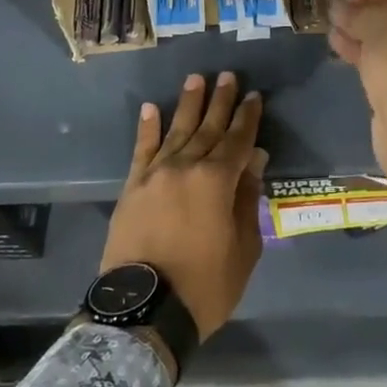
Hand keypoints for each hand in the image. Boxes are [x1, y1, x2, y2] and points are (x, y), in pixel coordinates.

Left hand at [101, 72, 266, 340]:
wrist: (144, 310)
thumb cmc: (205, 285)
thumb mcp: (243, 248)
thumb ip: (247, 200)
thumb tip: (253, 161)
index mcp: (217, 181)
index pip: (237, 140)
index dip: (248, 117)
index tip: (254, 96)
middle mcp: (186, 167)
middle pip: (208, 128)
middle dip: (220, 101)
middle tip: (227, 76)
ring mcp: (155, 175)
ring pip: (176, 131)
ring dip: (187, 105)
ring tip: (196, 80)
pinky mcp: (132, 187)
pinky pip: (141, 150)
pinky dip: (147, 128)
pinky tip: (151, 108)